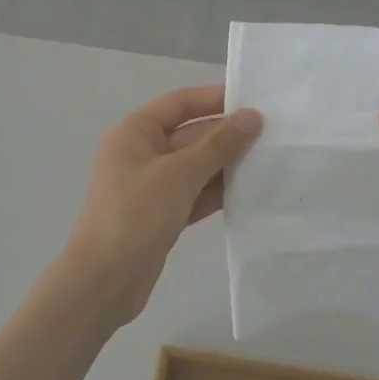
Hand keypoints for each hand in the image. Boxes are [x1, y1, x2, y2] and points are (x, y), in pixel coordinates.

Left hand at [63, 86, 261, 327]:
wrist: (105, 281)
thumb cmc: (136, 215)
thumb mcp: (180, 174)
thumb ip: (218, 144)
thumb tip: (252, 117)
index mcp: (134, 132)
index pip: (179, 103)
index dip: (214, 99)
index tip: (253, 101)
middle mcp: (141, 154)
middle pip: (190, 135)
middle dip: (227, 135)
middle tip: (273, 135)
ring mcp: (151, 186)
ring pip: (196, 166)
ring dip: (228, 164)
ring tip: (270, 160)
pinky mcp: (162, 215)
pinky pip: (195, 194)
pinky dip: (218, 191)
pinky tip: (251, 190)